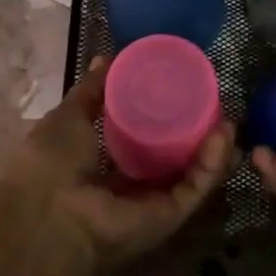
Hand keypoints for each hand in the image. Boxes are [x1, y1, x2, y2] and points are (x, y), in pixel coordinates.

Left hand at [5, 56, 234, 268]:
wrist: (49, 217)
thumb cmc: (50, 163)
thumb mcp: (68, 117)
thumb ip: (91, 91)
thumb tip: (107, 59)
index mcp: (101, 165)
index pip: (140, 141)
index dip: (163, 118)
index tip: (183, 91)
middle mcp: (129, 187)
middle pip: (173, 159)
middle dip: (197, 133)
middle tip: (214, 105)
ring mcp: (151, 203)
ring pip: (191, 174)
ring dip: (212, 148)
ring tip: (227, 119)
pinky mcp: (169, 216)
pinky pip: (195, 187)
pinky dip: (212, 163)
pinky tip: (222, 134)